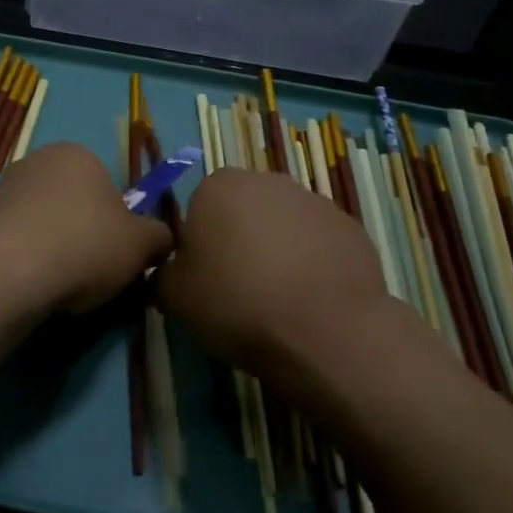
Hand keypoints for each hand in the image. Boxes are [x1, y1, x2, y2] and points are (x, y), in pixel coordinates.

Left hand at [0, 142, 172, 315]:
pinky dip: (21, 260)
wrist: (5, 271)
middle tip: (89, 273)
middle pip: (70, 202)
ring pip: (39, 221)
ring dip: (49, 247)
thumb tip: (164, 238)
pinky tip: (26, 285)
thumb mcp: (140, 245)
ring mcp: (0, 188)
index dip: (116, 223)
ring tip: (56, 285)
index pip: (107, 186)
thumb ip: (159, 237)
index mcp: (78, 154)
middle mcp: (36, 160)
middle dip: (80, 233)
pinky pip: (11, 241)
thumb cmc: (82, 245)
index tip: (115, 255)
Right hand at [154, 168, 396, 378]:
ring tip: (281, 297)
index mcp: (218, 187)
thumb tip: (169, 270)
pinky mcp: (350, 226)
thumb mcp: (175, 298)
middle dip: (241, 238)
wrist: (326, 331)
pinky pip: (319, 242)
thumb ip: (163, 274)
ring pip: (284, 223)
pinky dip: (314, 262)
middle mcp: (266, 181)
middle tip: (241, 286)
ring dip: (279, 248)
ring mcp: (313, 201)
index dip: (201, 242)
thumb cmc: (238, 303)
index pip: (200, 207)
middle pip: (244, 209)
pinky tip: (313, 299)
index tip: (207, 276)